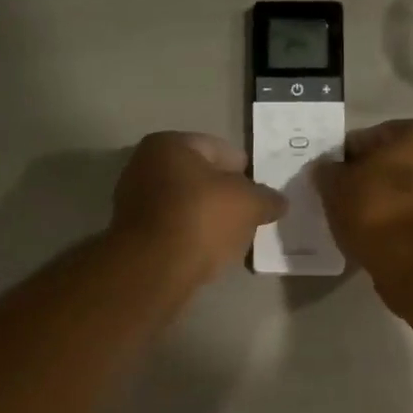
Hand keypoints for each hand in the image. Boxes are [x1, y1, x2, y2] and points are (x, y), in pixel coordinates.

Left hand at [112, 132, 285, 284]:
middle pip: (199, 178)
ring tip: (232, 238)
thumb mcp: (248, 204)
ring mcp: (134, 201)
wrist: (154, 268)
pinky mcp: (134, 235)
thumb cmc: (201, 219)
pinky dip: (191, 236)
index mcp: (170, 144)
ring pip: (186, 204)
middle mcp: (145, 165)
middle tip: (249, 216)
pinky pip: (173, 228)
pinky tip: (208, 252)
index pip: (220, 149)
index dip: (246, 171)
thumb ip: (267, 199)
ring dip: (208, 218)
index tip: (261, 194)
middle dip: (224, 195)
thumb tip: (278, 201)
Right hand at [315, 118, 412, 268]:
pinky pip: (412, 220)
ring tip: (355, 223)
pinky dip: (395, 226)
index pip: (372, 137)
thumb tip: (325, 170)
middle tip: (341, 199)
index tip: (330, 177)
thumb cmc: (377, 208)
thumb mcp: (337, 185)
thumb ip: (328, 172)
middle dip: (369, 179)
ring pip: (404, 194)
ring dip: (383, 204)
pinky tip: (374, 238)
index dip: (346, 157)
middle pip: (393, 166)